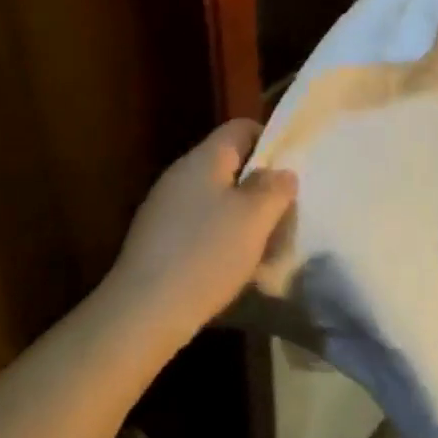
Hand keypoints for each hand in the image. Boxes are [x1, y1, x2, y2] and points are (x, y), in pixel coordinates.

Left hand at [105, 119, 297, 349]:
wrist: (144, 310)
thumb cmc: (206, 253)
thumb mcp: (254, 219)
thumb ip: (273, 189)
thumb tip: (281, 171)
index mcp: (204, 158)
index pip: (240, 128)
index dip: (270, 140)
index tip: (293, 168)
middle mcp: (181, 174)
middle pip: (228, 164)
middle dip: (259, 185)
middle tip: (286, 211)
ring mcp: (165, 206)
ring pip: (215, 198)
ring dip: (242, 216)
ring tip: (267, 244)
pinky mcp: (158, 238)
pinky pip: (199, 225)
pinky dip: (221, 238)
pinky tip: (234, 266)